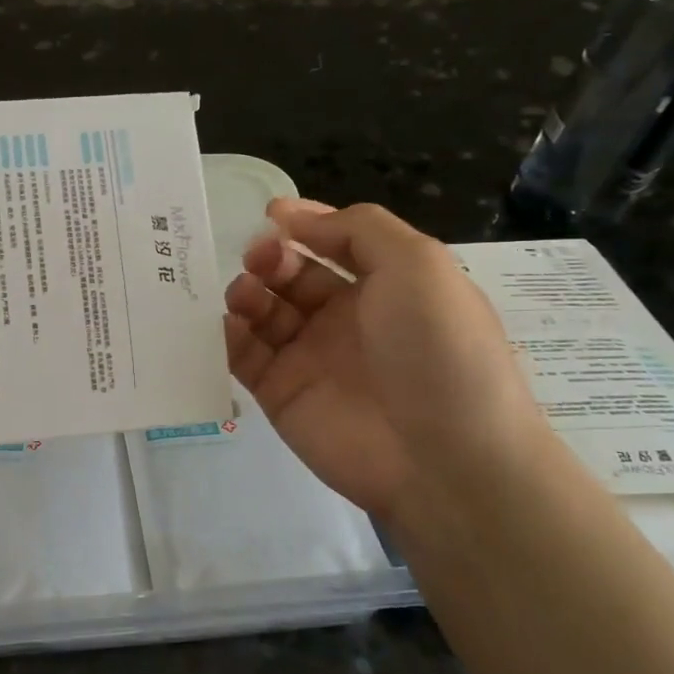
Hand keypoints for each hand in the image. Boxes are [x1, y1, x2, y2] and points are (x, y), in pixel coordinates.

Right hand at [224, 199, 557, 526]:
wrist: (444, 459)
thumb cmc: (436, 349)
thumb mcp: (417, 264)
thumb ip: (356, 228)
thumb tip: (291, 218)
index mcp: (385, 285)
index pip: (334, 243)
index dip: (303, 225)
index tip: (270, 214)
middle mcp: (345, 318)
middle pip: (292, 274)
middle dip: (270, 257)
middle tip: (259, 259)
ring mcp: (310, 357)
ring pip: (263, 312)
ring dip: (247, 292)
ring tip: (245, 294)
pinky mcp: (280, 394)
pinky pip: (244, 355)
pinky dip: (229, 335)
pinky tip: (229, 324)